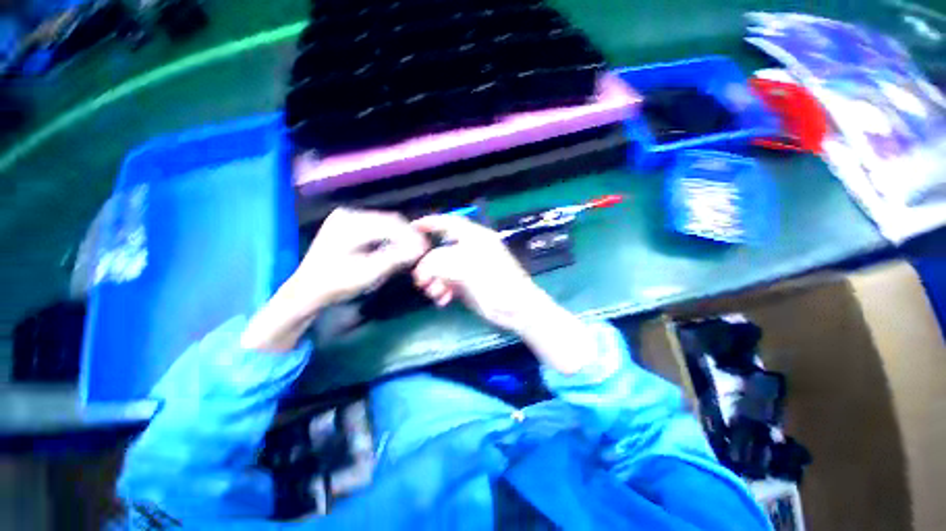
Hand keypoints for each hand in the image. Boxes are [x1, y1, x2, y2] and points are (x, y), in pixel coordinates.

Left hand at [297, 208, 428, 308]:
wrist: (307, 290)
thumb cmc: (336, 284)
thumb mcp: (368, 273)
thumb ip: (395, 258)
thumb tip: (419, 249)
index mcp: (350, 224)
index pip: (391, 224)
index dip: (411, 236)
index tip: (424, 249)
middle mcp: (348, 214)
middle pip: (388, 221)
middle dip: (406, 236)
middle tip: (420, 251)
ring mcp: (346, 218)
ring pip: (384, 223)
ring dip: (399, 236)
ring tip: (410, 251)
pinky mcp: (346, 224)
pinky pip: (375, 227)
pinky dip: (388, 237)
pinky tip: (395, 248)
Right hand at [412, 215, 595, 374]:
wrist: (517, 310)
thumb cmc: (497, 284)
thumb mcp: (467, 268)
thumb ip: (441, 262)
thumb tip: (423, 266)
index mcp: (475, 238)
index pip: (450, 223)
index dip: (430, 223)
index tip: (412, 228)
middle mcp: (471, 250)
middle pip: (442, 250)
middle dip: (429, 264)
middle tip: (420, 280)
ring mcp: (470, 267)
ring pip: (443, 268)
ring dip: (434, 280)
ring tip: (434, 293)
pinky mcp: (468, 284)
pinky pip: (448, 282)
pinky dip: (442, 290)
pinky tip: (443, 300)